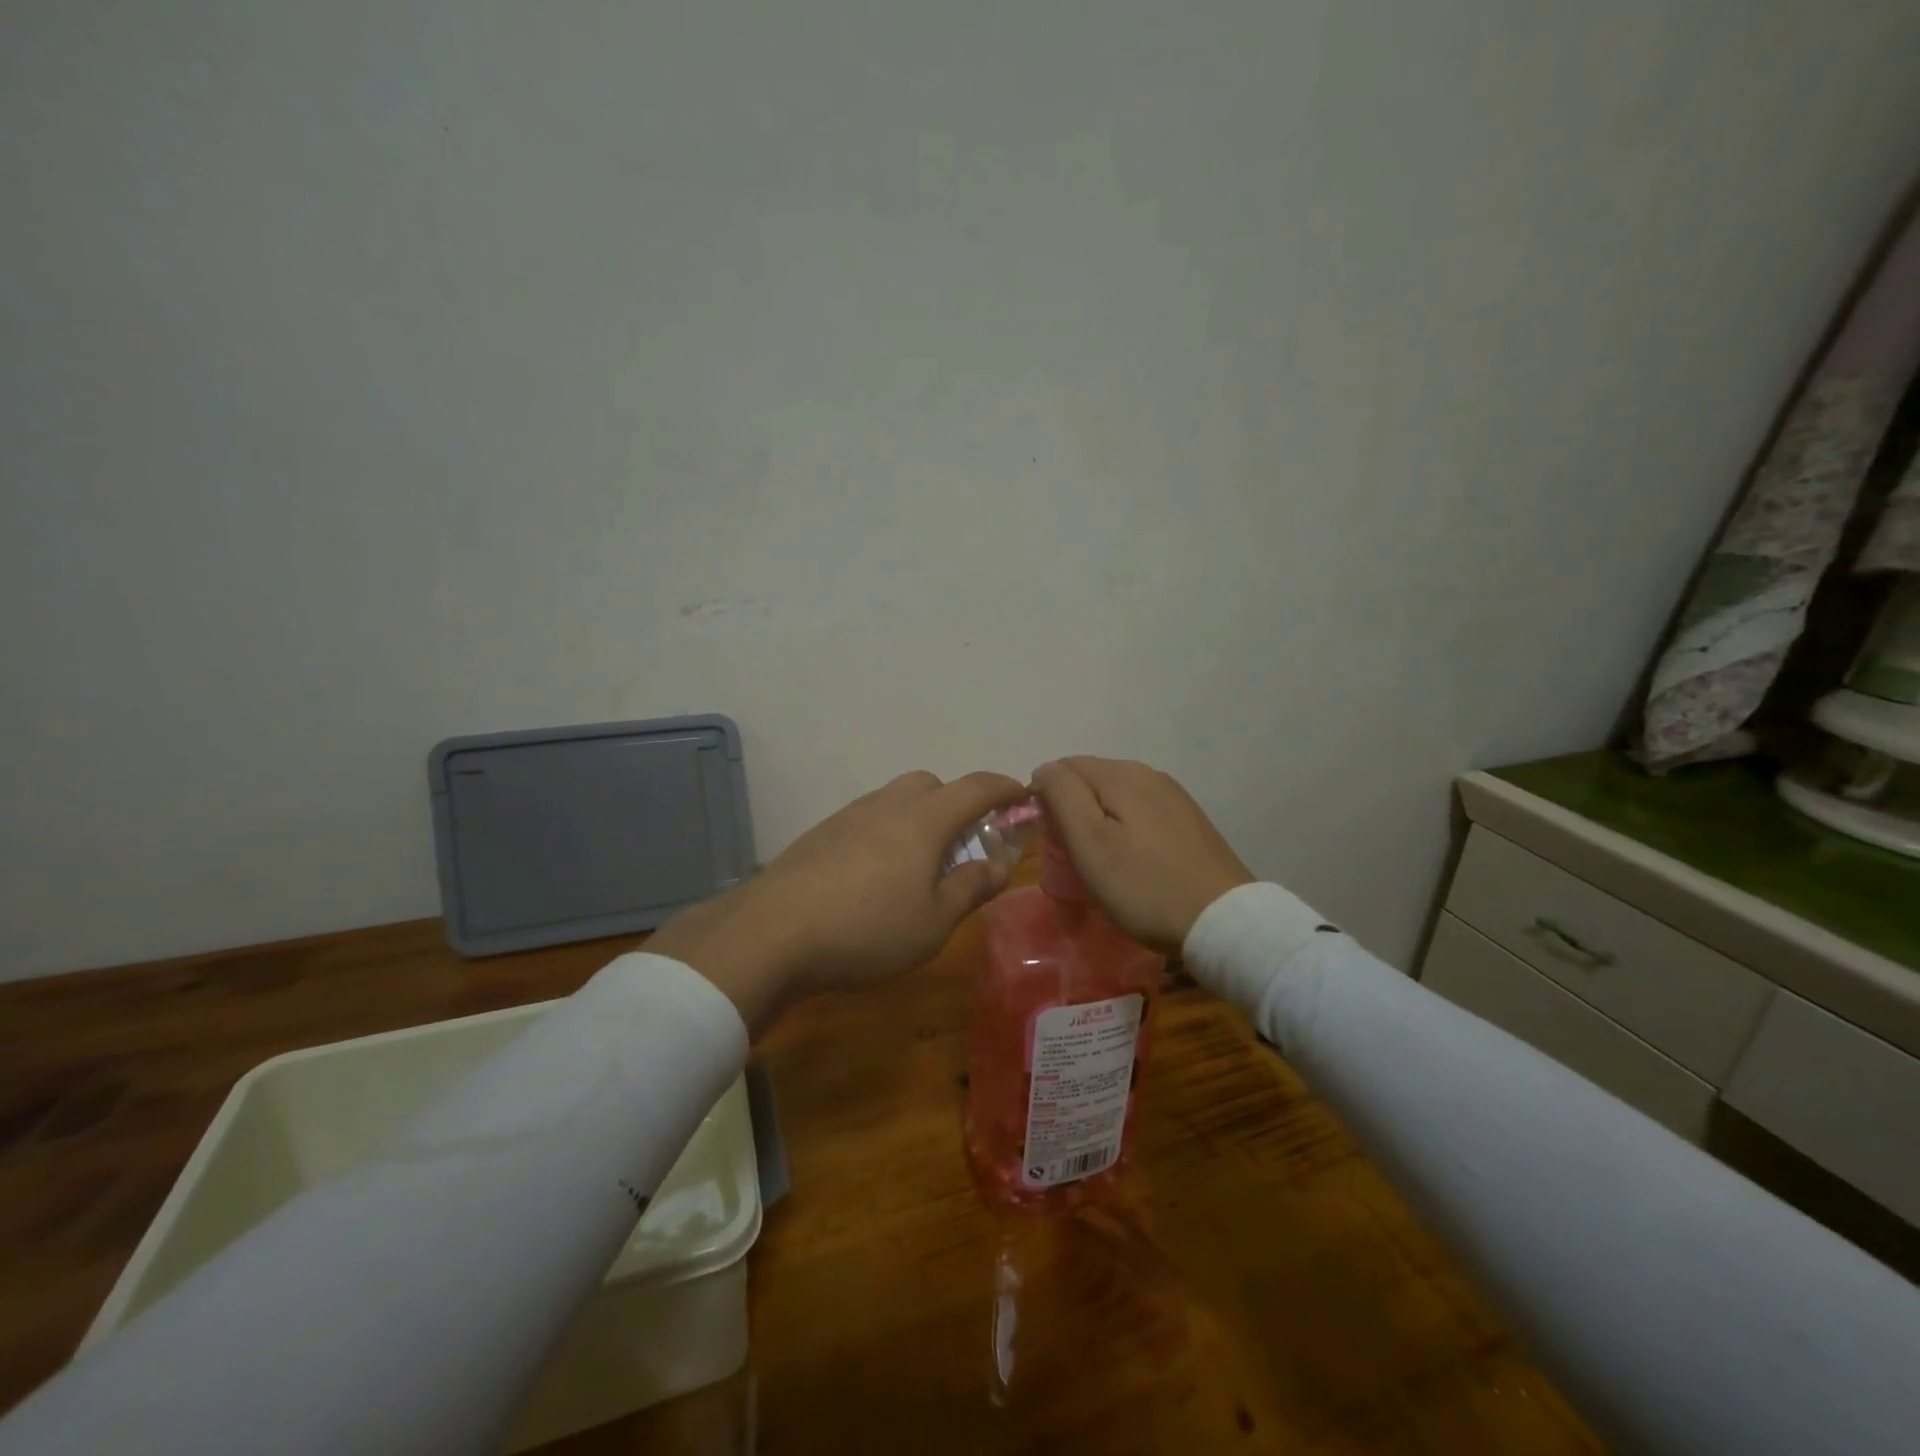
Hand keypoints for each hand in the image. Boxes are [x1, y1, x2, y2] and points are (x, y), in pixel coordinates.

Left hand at [648, 770, 1028, 1031]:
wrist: (771, 934)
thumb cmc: (868, 929)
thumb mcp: (934, 922)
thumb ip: (970, 887)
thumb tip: (998, 865)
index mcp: (923, 820)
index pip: (975, 788)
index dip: (1003, 788)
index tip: (1021, 794)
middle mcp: (886, 805)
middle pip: (930, 785)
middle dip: (956, 802)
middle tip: (963, 843)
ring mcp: (848, 816)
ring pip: (895, 800)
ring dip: (918, 819)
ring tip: (919, 866)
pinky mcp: (819, 835)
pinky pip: (867, 819)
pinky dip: (886, 833)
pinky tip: (875, 876)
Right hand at [1031, 757, 1253, 952]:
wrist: (1222, 922)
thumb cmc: (1144, 886)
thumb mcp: (1090, 842)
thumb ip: (1062, 796)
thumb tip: (1044, 769)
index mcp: (1122, 774)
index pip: (1064, 767)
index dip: (1046, 799)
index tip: (1050, 840)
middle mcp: (1149, 773)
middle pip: (1091, 779)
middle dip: (1072, 809)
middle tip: (1073, 856)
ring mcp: (1173, 796)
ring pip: (1115, 796)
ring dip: (1098, 820)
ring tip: (1100, 862)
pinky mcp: (1188, 820)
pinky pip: (1140, 812)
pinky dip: (1124, 829)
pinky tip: (1131, 861)